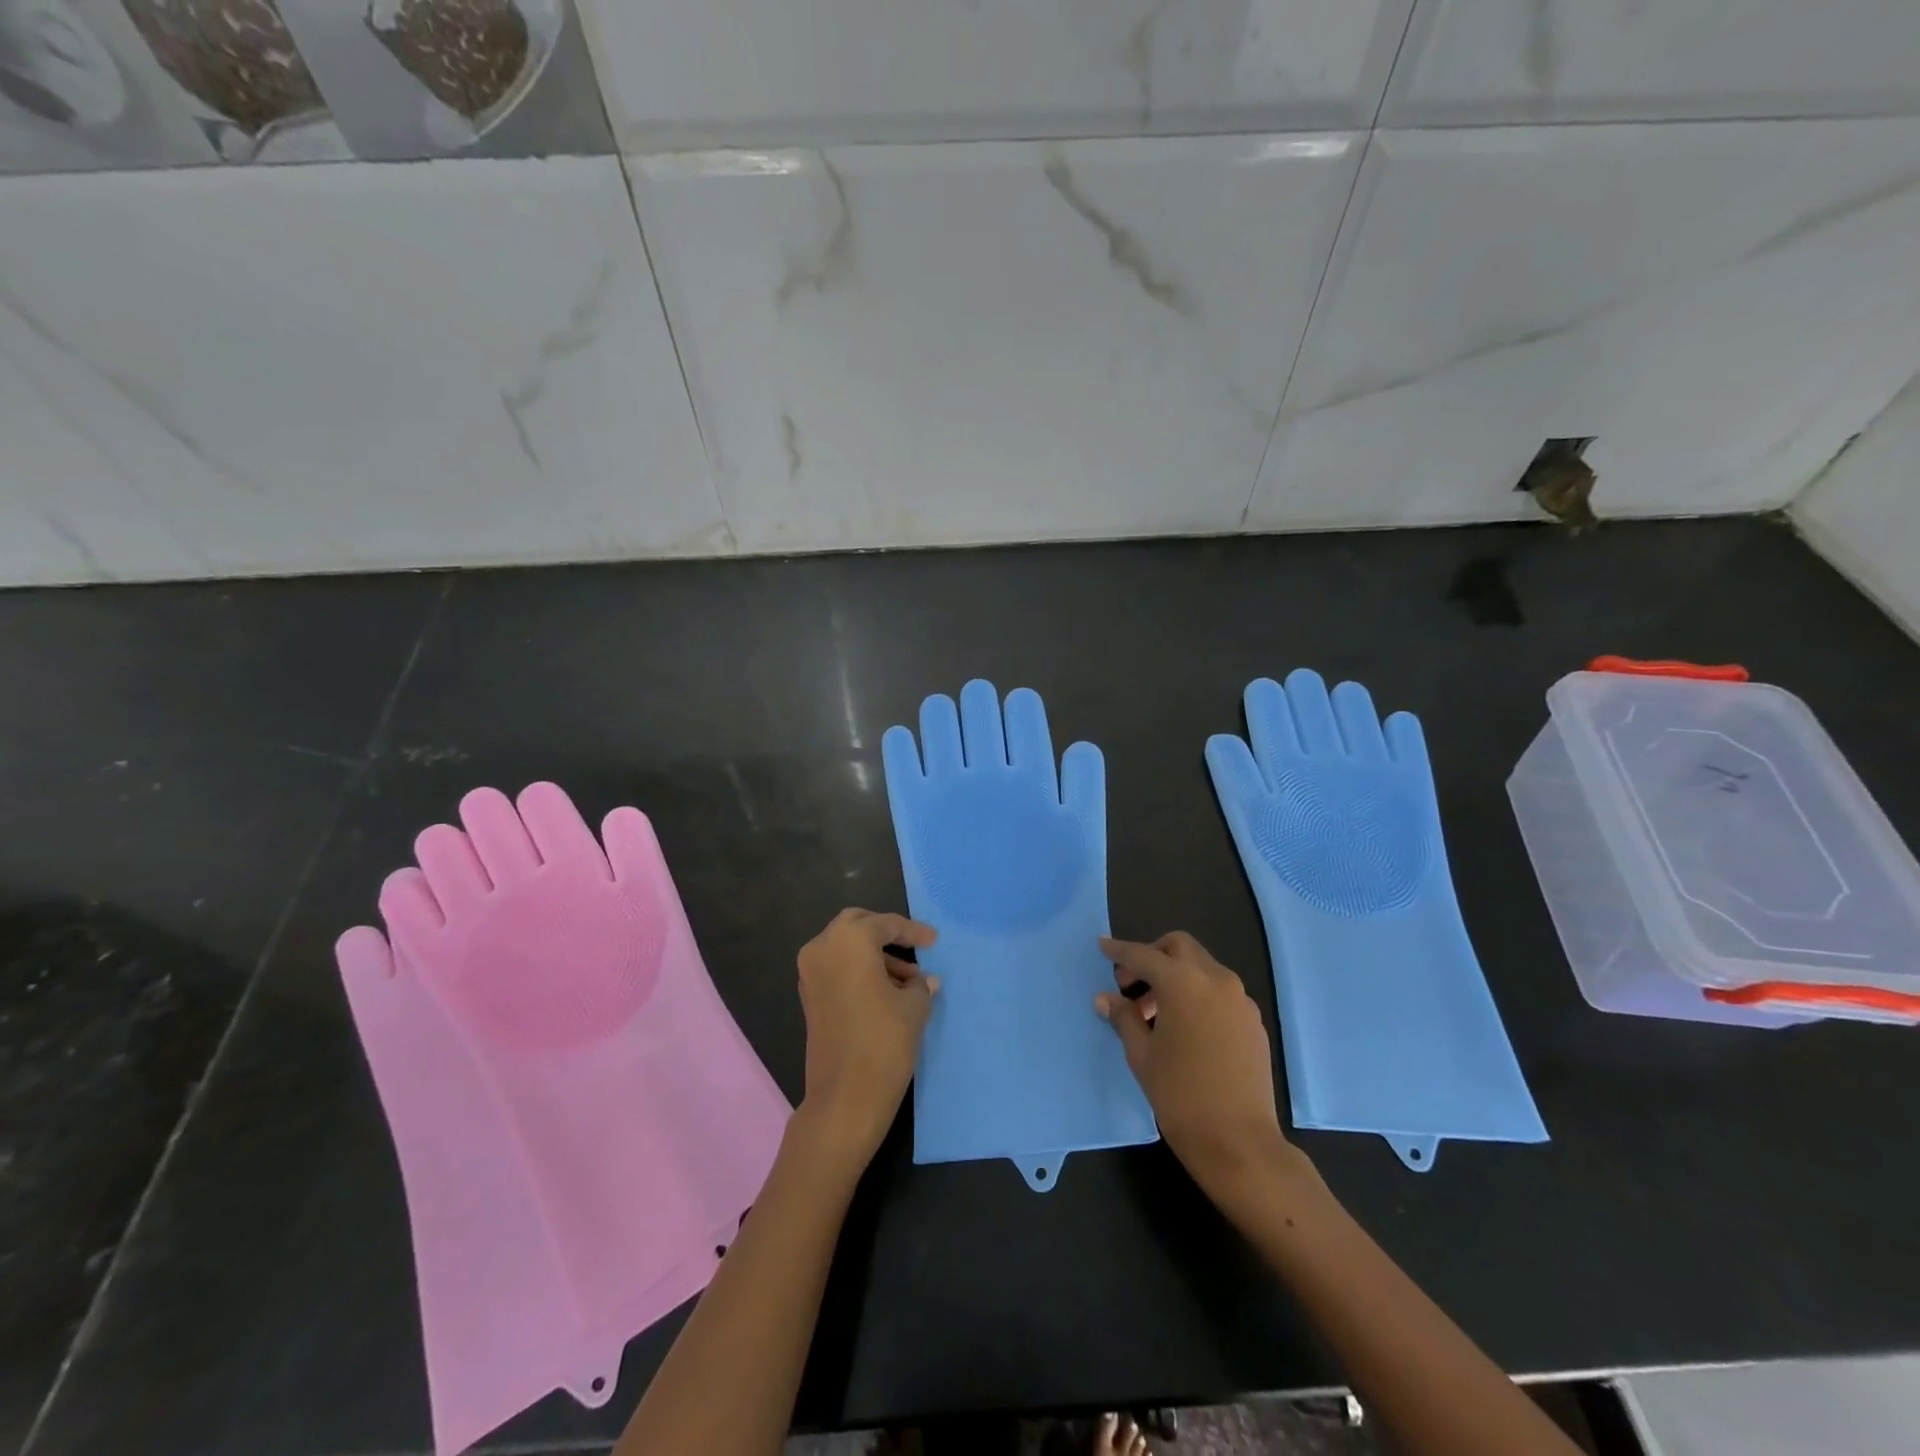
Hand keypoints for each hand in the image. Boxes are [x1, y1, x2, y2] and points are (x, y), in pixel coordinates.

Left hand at [796, 908, 940, 1164]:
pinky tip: (886, 991)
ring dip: (874, 955)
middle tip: (914, 947)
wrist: (845, 1097)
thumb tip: (924, 980)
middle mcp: (822, 947)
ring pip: (845, 947)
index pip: (886, 924)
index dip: (914, 932)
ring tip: (909, 979)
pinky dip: (859, 970)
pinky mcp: (808, 996)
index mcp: (849, 939)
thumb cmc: (884, 1041)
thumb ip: (920, 984)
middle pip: (858, 925)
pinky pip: (836, 968)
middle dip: (886, 933)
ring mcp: (810, 972)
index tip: (935, 941)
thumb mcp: (914, 1006)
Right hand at [1097, 932, 1310, 1202]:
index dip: (1120, 951)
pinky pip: (1220, 992)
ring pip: (1202, 968)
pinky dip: (1197, 995)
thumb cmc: (1180, 1095)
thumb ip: (1124, 1018)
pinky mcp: (1253, 1022)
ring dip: (1176, 977)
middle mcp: (1215, 980)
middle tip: (1131, 984)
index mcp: (1183, 982)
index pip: (1143, 955)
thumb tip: (1106, 999)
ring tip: (1154, 1015)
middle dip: (1153, 956)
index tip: (1103, 946)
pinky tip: (1184, 1029)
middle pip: (1180, 948)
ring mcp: (1240, 1000)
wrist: (1239, 1142)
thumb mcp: (1142, 1055)